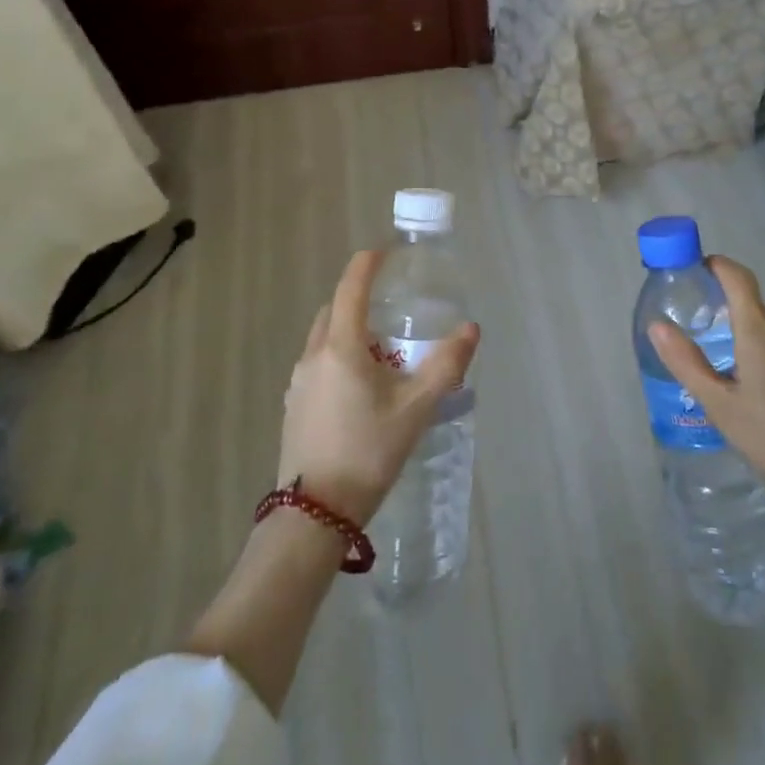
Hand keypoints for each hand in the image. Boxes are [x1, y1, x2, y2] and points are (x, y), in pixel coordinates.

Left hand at [278, 250, 479, 525]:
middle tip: (389, 307)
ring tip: (380, 350)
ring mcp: (298, 383)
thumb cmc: (368, 451)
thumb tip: (471, 330)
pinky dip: (338, 358)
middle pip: (334, 311)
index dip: (366, 265)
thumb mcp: (416, 408)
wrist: (315, 513)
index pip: (350, 288)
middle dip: (358, 299)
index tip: (382, 251)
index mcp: (341, 347)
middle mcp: (313, 356)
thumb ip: (446, 365)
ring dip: (348, 332)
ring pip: (323, 340)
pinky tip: (359, 387)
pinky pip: (317, 365)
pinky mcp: (294, 406)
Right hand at [649, 256, 764, 528]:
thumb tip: (657, 326)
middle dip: (717, 299)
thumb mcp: (722, 406)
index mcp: (758, 334)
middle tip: (687, 316)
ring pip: (762, 327)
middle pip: (748, 301)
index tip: (690, 269)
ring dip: (735, 328)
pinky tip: (742, 383)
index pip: (738, 278)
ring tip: (708, 353)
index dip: (715, 265)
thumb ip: (688, 364)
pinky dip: (753, 349)